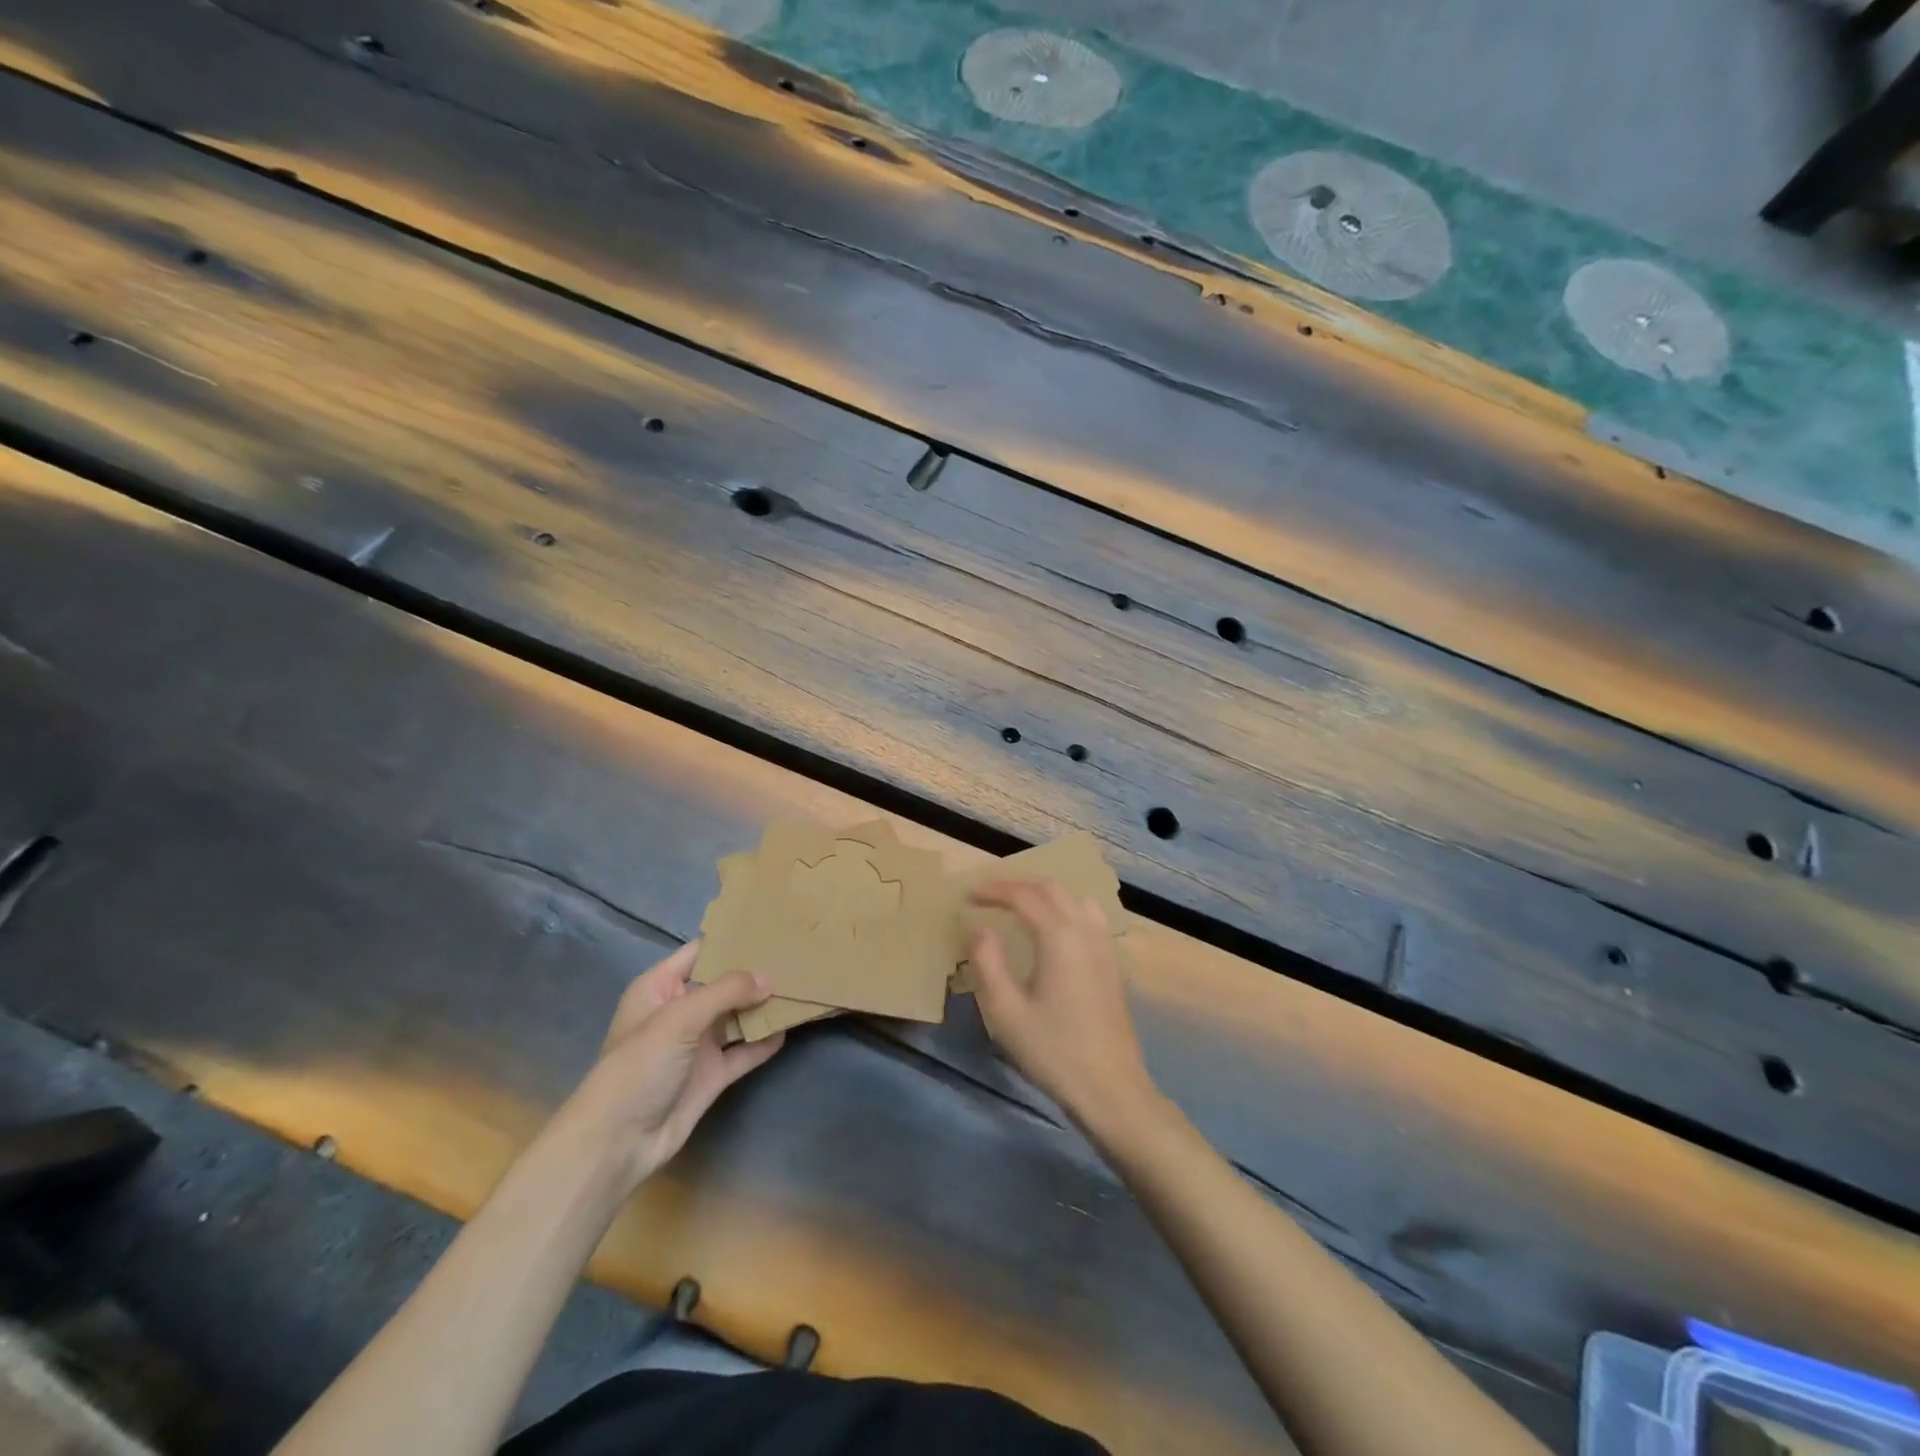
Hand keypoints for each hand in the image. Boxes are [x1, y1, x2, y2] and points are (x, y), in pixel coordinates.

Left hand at [566, 940, 784, 1196]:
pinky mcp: (712, 1074)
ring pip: (737, 1016)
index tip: (770, 925)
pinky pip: (744, 1050)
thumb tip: (770, 979)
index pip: (701, 951)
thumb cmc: (639, 1067)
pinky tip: (789, 1027)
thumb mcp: (679, 1018)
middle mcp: (680, 1010)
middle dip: (755, 971)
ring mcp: (697, 1044)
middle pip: (724, 982)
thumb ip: (726, 992)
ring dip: (763, 1005)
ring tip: (800, 985)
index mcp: (660, 987)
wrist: (617, 1144)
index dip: (732, 938)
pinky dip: (765, 1041)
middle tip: (796, 953)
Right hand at [968, 879, 1155, 1133]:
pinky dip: (1065, 905)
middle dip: (1019, 884)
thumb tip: (979, 928)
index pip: (1024, 896)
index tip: (969, 896)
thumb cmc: (1053, 1051)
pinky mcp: (1112, 962)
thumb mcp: (1006, 1012)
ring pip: (1075, 897)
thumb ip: (988, 962)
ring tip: (1019, 903)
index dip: (994, 891)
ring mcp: (1104, 945)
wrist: (1110, 1088)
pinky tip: (1053, 926)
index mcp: (1059, 937)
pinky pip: (1089, 914)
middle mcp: (1086, 930)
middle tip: (989, 894)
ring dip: (1044, 891)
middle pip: (1052, 888)